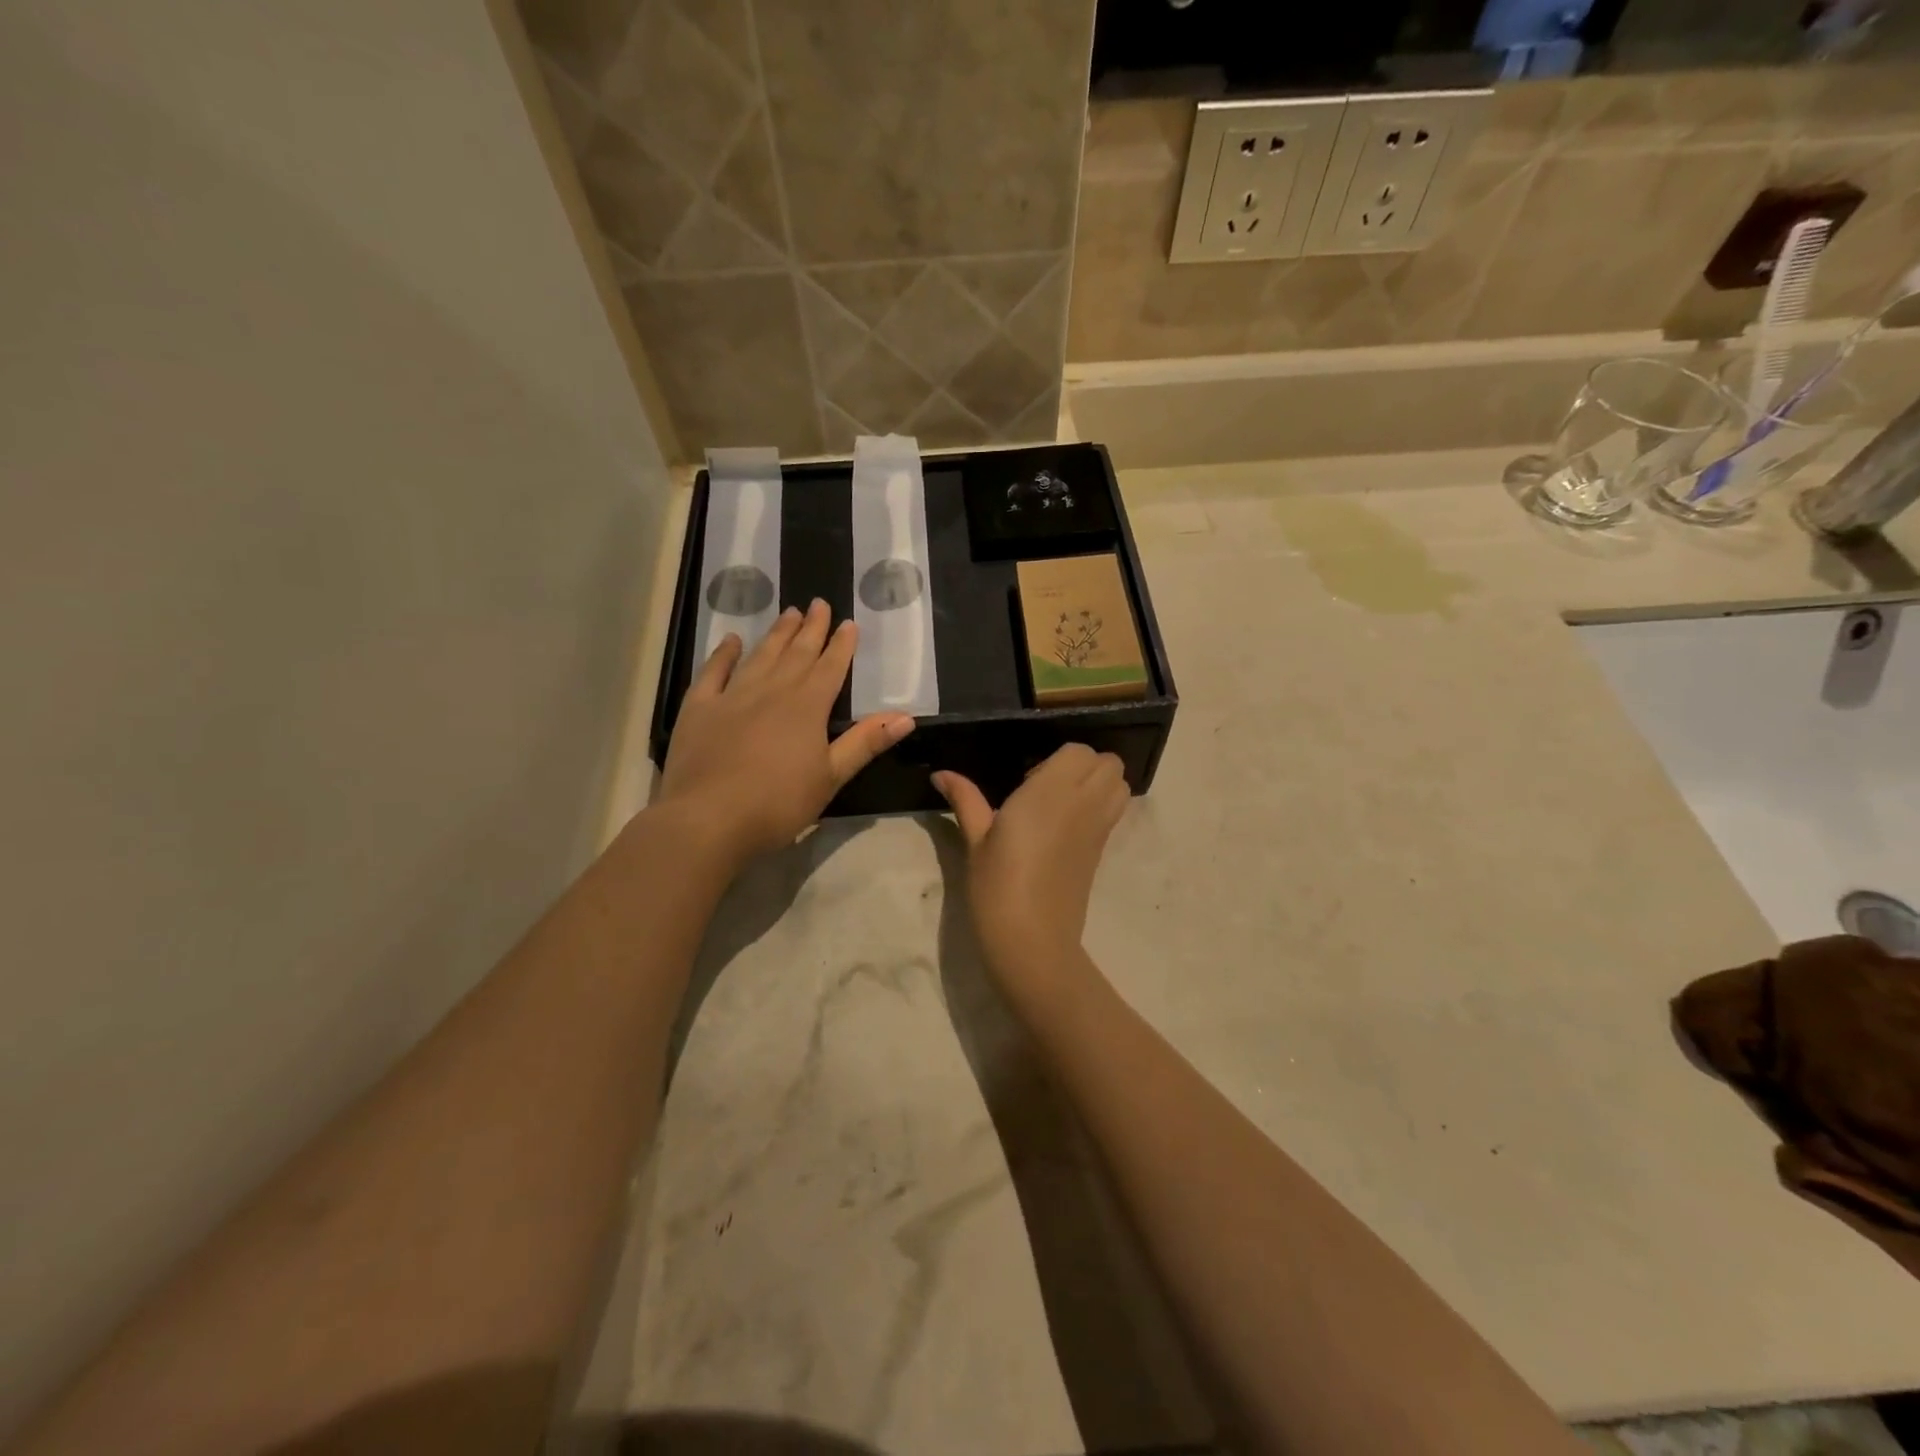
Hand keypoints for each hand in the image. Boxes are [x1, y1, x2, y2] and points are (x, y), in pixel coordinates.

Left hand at [658, 600, 913, 868]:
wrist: (708, 818)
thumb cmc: (778, 803)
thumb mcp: (831, 777)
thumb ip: (865, 743)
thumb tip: (906, 717)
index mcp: (807, 707)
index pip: (830, 668)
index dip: (841, 645)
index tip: (849, 623)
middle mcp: (772, 691)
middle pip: (796, 653)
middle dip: (811, 629)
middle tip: (819, 603)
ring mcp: (732, 696)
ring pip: (760, 656)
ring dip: (776, 634)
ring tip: (789, 612)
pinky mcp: (699, 708)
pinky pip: (713, 672)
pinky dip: (723, 654)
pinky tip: (731, 641)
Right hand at [932, 745, 1130, 989]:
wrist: (1033, 939)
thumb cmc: (997, 885)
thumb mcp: (976, 840)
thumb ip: (965, 798)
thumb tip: (941, 774)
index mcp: (1051, 792)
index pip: (1079, 751)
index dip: (1058, 757)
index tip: (1028, 776)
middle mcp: (1084, 802)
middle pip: (1109, 763)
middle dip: (1084, 764)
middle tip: (1046, 785)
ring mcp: (1099, 827)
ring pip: (1120, 785)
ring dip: (1099, 783)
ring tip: (1061, 803)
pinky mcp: (1102, 850)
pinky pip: (1115, 811)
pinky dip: (1101, 806)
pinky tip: (1064, 828)